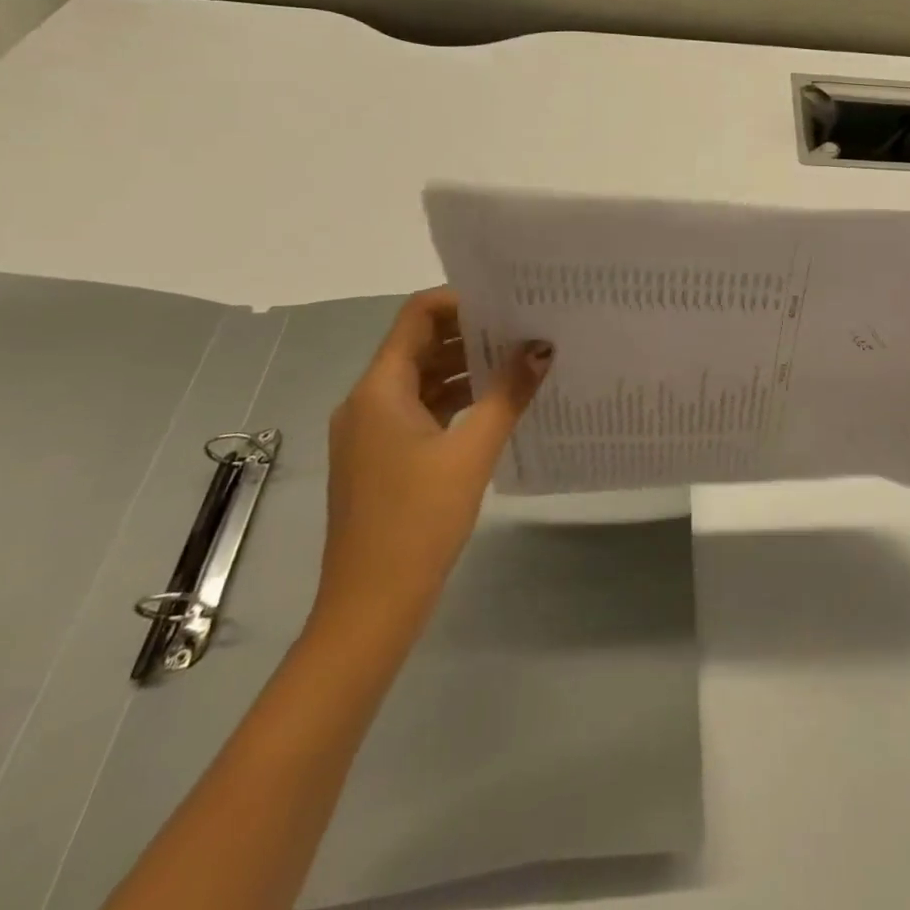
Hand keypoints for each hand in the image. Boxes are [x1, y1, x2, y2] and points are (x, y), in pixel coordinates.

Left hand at [311, 289, 551, 643]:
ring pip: (422, 379)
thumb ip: (507, 394)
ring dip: (466, 366)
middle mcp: (368, 401)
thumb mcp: (471, 452)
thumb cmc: (417, 521)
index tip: (508, 302)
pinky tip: (497, 405)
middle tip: (525, 327)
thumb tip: (541, 347)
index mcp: (379, 390)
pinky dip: (456, 399)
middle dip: (471, 332)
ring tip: (520, 360)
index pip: (416, 316)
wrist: (370, 608)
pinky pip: (421, 409)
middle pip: (419, 344)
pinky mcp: (382, 458)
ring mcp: (372, 432)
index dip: (460, 301)